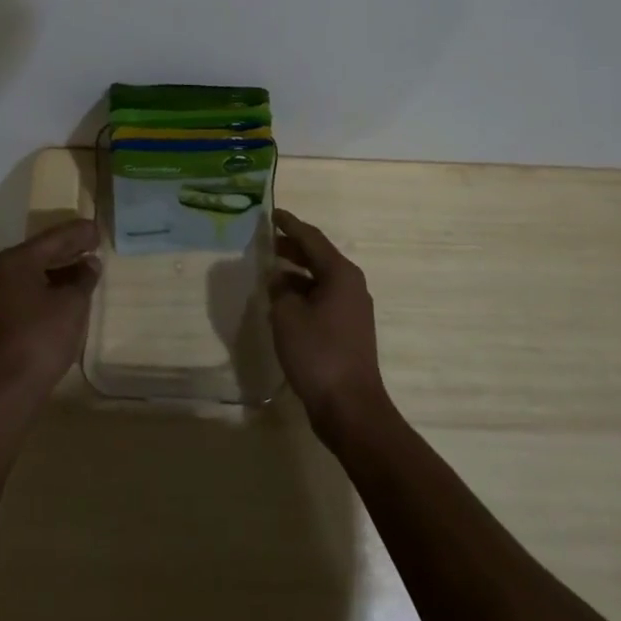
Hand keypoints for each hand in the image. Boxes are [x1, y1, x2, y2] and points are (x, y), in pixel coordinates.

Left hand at [0, 219, 101, 413]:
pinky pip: (29, 289)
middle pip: (41, 252)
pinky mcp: (1, 316)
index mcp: (17, 260)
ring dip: (60, 267)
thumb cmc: (43, 337)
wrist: (10, 388)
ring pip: (35, 271)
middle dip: (69, 247)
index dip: (78, 233)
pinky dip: (50, 284)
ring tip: (86, 264)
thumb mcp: (72, 303)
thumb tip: (90, 263)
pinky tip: (68, 290)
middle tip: (93, 241)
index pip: (53, 238)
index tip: (97, 228)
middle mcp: (3, 271)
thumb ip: (84, 278)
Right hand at [269, 210, 390, 437]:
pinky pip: (323, 298)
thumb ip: (279, 289)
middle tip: (268, 240)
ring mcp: (353, 309)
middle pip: (319, 256)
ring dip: (297, 272)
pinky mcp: (349, 330)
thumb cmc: (318, 353)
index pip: (311, 238)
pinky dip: (304, 293)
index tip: (272, 213)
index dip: (290, 224)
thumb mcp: (287, 315)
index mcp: (340, 274)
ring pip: (321, 278)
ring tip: (271, 269)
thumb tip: (278, 278)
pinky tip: (284, 301)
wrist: (350, 408)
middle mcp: (351, 285)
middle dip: (293, 246)